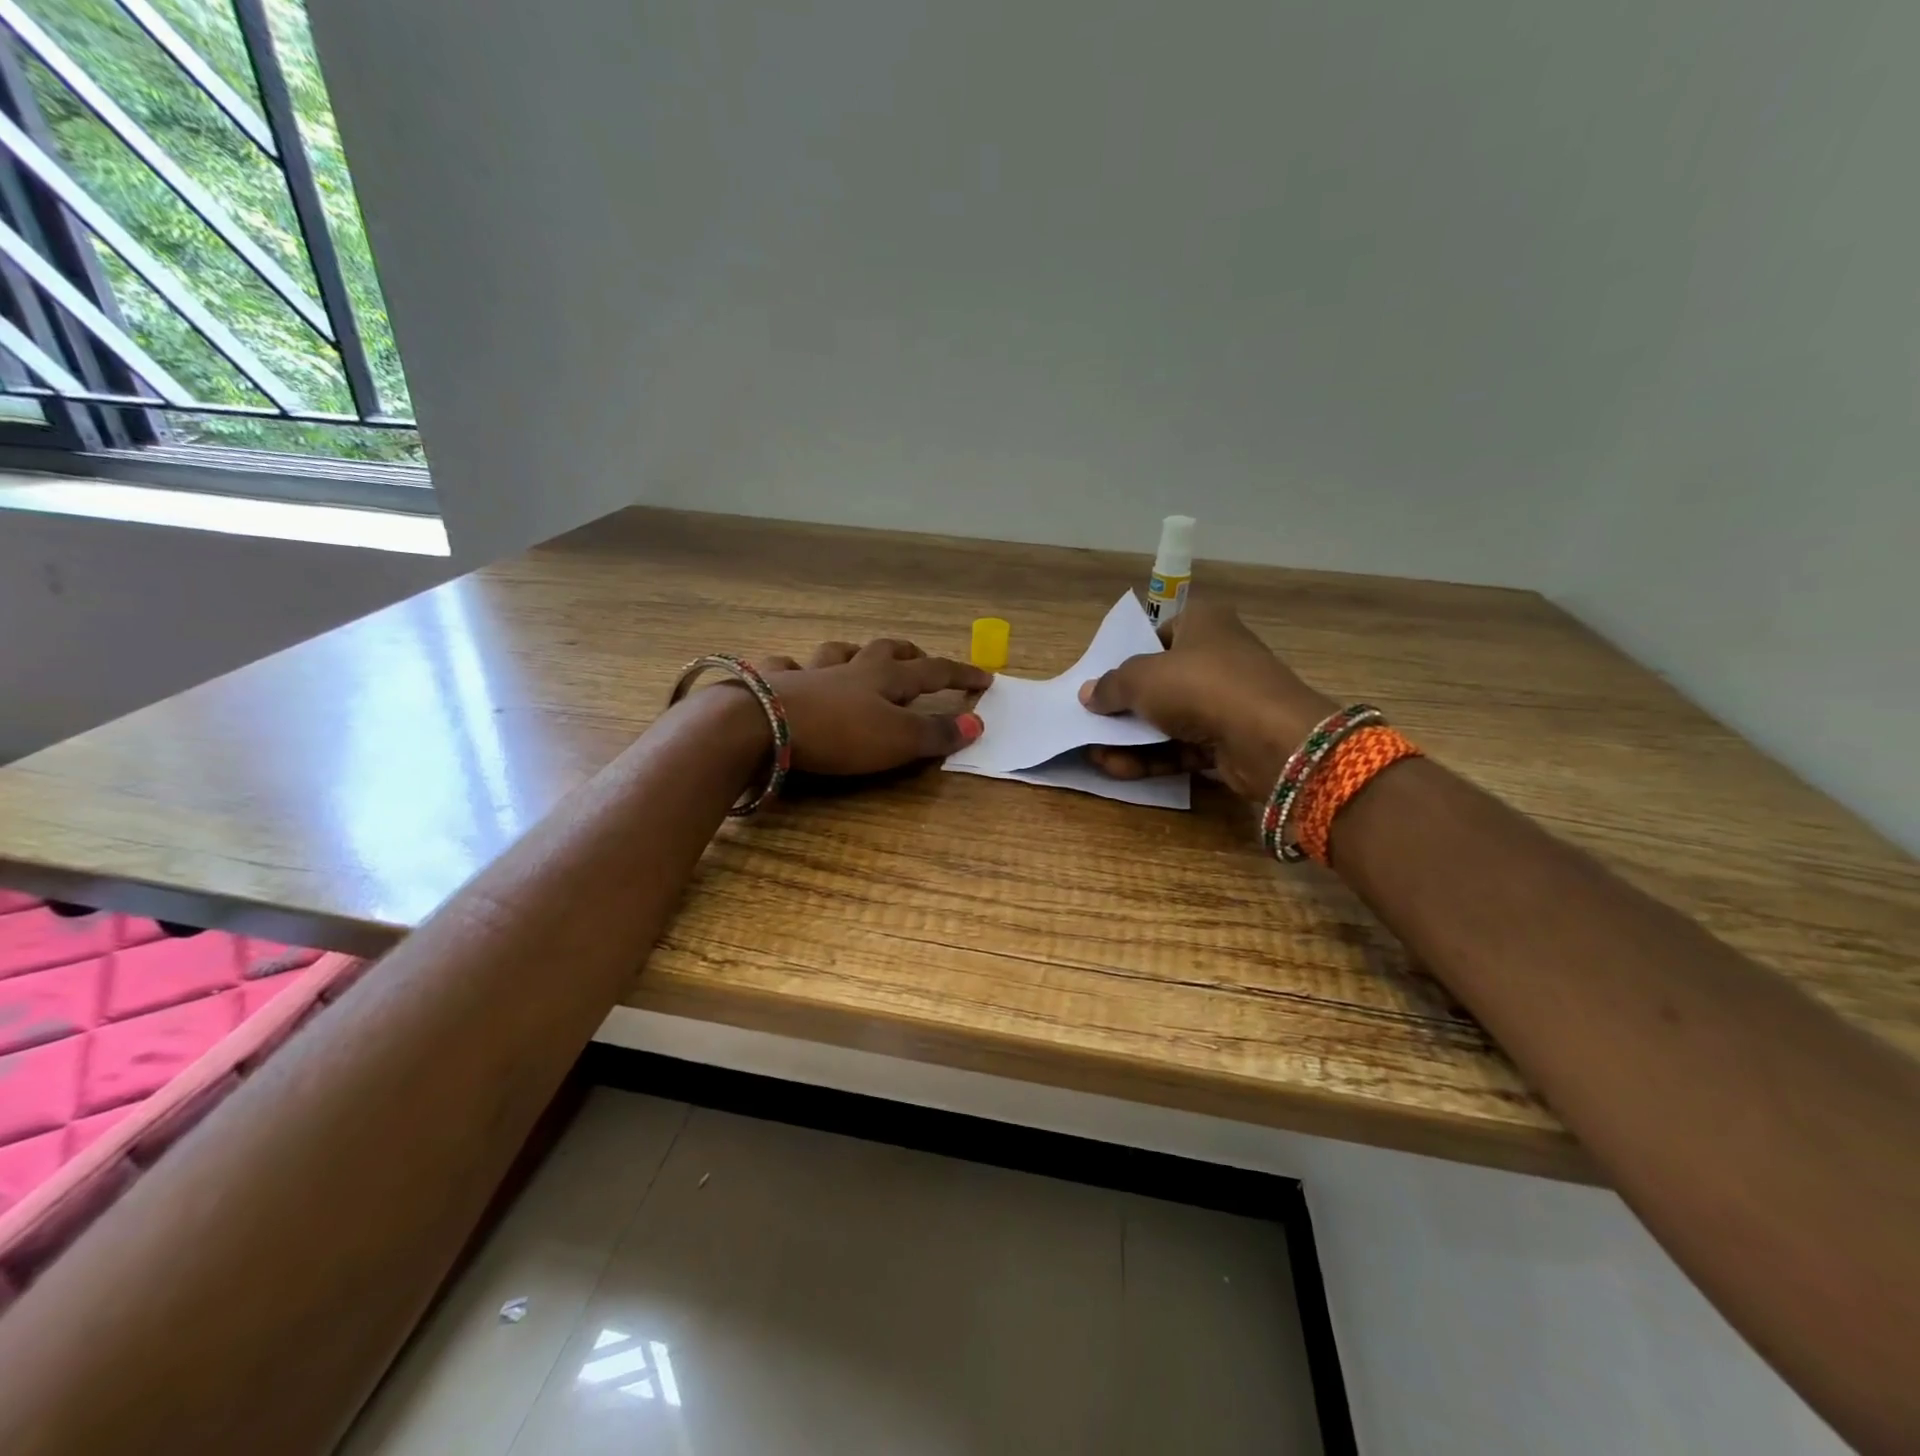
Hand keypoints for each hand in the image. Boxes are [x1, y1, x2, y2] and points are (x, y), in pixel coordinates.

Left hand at [753, 637, 988, 775]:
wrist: (763, 725)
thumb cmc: (839, 734)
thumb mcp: (897, 740)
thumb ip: (936, 733)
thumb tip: (977, 722)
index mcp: (884, 679)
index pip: (933, 672)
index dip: (960, 674)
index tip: (985, 678)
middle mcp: (849, 668)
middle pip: (885, 651)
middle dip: (907, 653)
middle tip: (919, 657)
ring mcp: (809, 672)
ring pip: (837, 653)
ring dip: (853, 653)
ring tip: (858, 658)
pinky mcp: (774, 684)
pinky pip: (785, 667)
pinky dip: (793, 668)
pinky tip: (791, 672)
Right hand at [1078, 599, 1334, 802]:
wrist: (1268, 738)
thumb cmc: (1200, 686)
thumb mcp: (1140, 679)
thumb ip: (1110, 686)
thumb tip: (1088, 694)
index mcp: (1203, 623)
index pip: (1158, 635)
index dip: (1128, 657)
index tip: (1101, 682)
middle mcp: (1218, 657)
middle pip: (1160, 682)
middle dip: (1124, 707)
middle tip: (1091, 724)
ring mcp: (1226, 701)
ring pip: (1168, 719)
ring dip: (1130, 739)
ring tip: (1095, 755)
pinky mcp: (1229, 740)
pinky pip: (1181, 747)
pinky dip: (1151, 758)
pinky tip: (1118, 769)